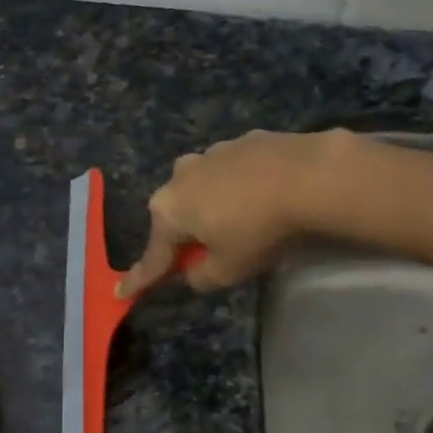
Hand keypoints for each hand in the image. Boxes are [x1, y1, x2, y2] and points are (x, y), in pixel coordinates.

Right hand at [117, 129, 355, 299]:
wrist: (310, 176)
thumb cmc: (259, 230)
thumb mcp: (228, 270)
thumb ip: (202, 276)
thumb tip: (193, 271)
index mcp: (169, 209)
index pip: (153, 255)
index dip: (141, 278)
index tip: (123, 292)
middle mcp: (181, 175)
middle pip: (176, 214)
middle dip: (184, 234)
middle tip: (204, 255)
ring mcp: (213, 152)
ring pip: (204, 188)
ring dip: (213, 206)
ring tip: (242, 222)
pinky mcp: (245, 140)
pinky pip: (233, 172)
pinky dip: (240, 186)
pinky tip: (263, 196)